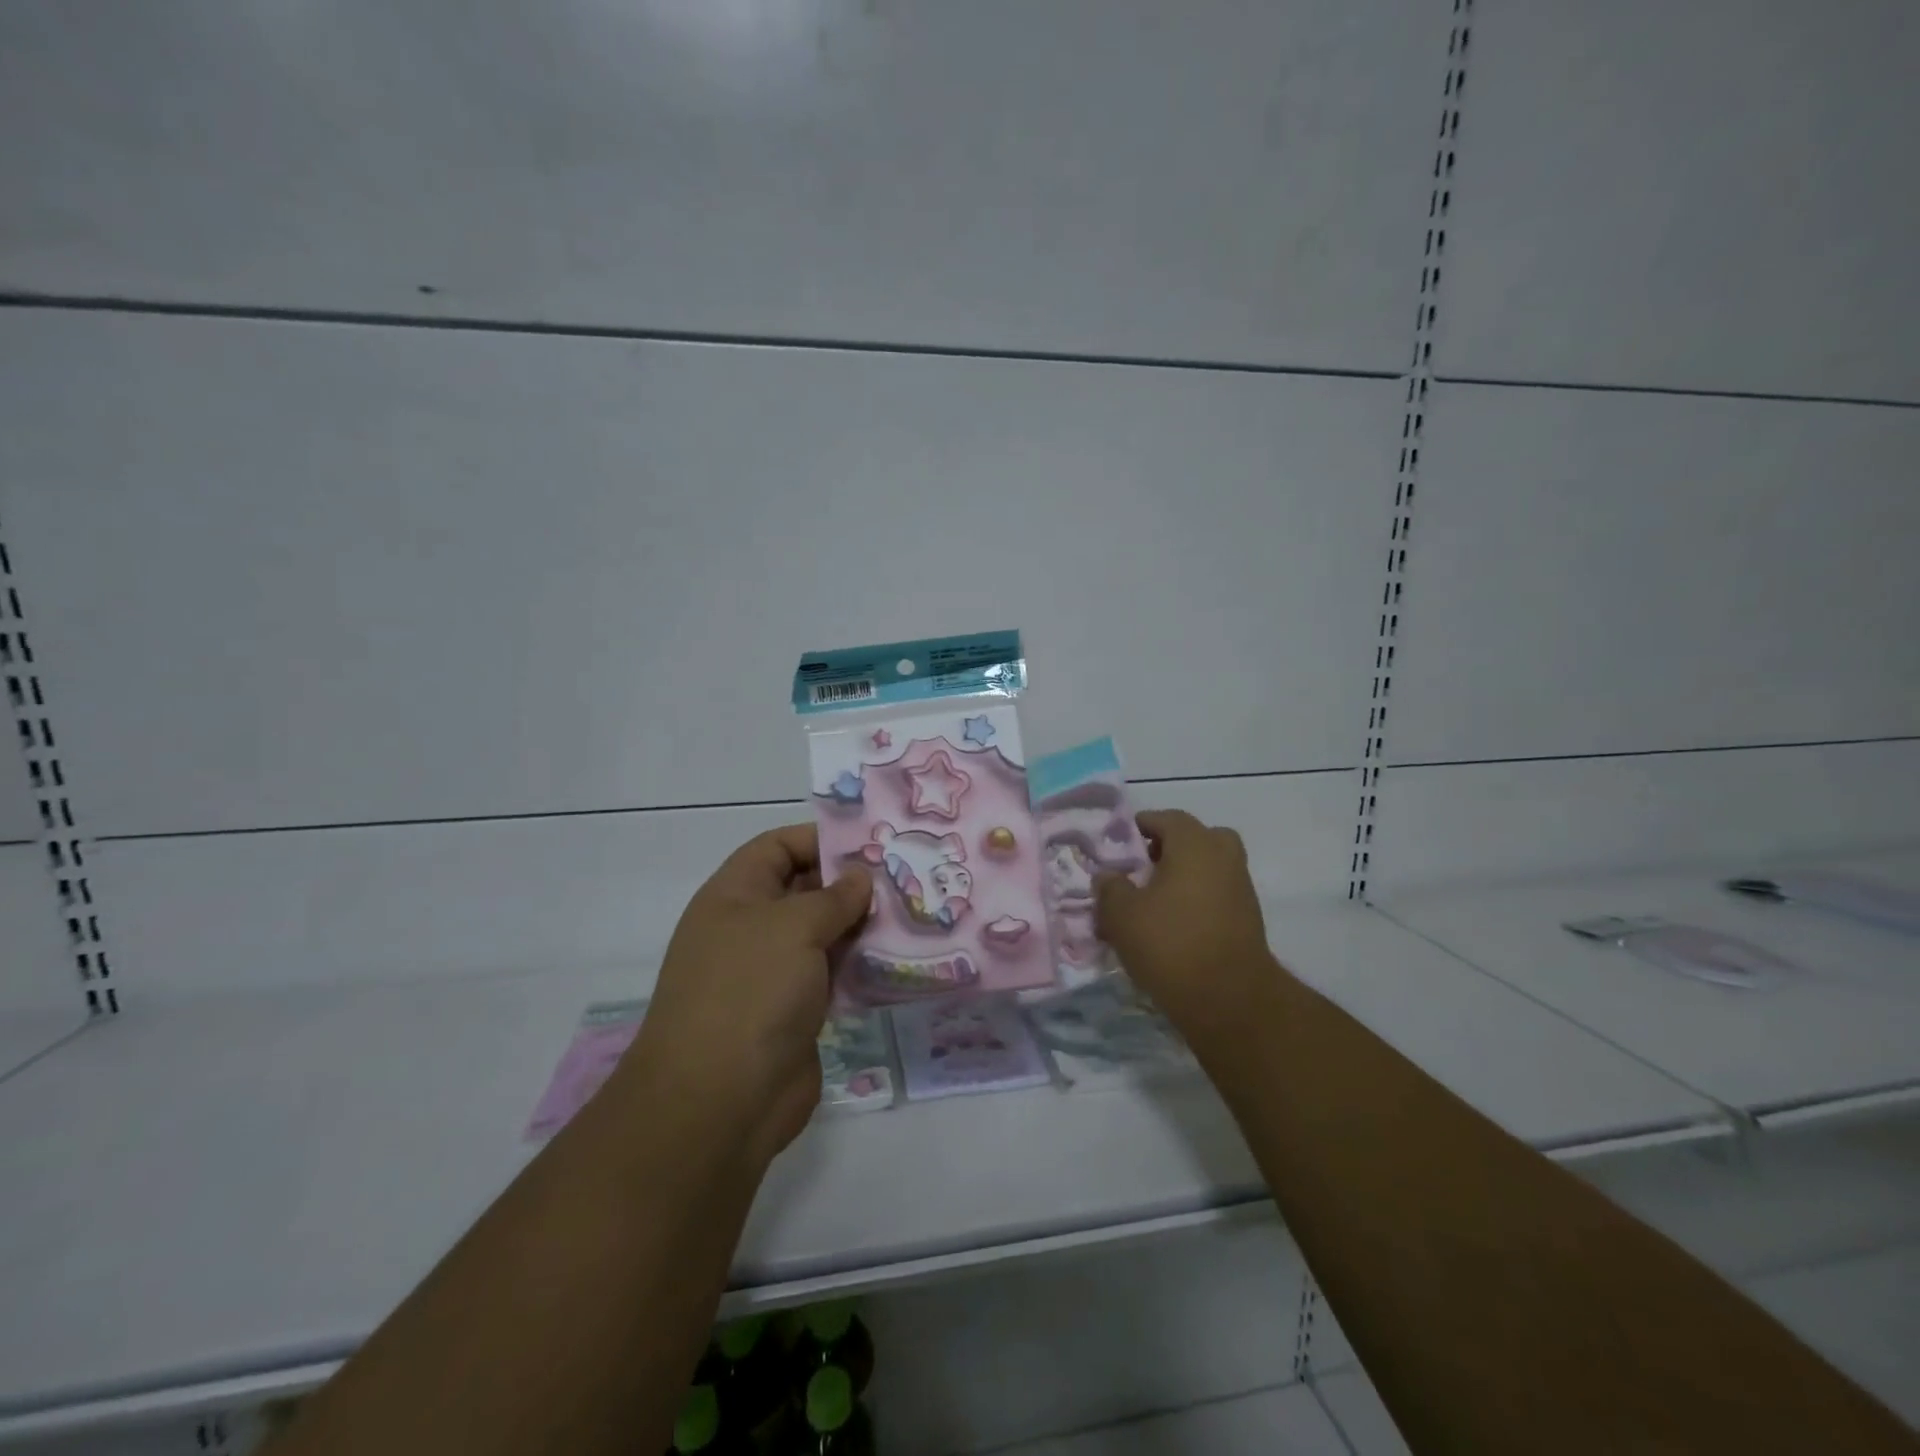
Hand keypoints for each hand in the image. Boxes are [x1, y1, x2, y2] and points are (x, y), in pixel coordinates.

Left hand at [621, 825, 871, 1167]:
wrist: (719, 1101)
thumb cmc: (750, 991)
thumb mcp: (793, 926)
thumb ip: (834, 897)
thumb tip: (860, 879)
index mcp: (735, 895)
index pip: (778, 847)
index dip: (820, 838)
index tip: (872, 842)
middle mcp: (751, 928)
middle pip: (805, 889)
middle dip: (851, 883)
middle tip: (905, 875)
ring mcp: (773, 972)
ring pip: (824, 934)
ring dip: (862, 926)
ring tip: (912, 912)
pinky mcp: (795, 1011)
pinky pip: (833, 975)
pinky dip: (861, 966)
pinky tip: (899, 959)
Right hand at [1095, 810, 1278, 1046]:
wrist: (1229, 999)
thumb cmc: (1170, 943)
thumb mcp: (1121, 915)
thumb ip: (1110, 888)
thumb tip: (1108, 876)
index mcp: (1195, 843)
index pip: (1166, 818)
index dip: (1140, 827)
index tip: (1119, 844)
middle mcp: (1223, 856)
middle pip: (1195, 839)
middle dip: (1168, 849)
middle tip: (1141, 869)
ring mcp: (1241, 888)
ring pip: (1207, 868)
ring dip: (1182, 877)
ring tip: (1151, 904)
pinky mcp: (1248, 919)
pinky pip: (1216, 895)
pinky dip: (1196, 901)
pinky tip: (1172, 927)